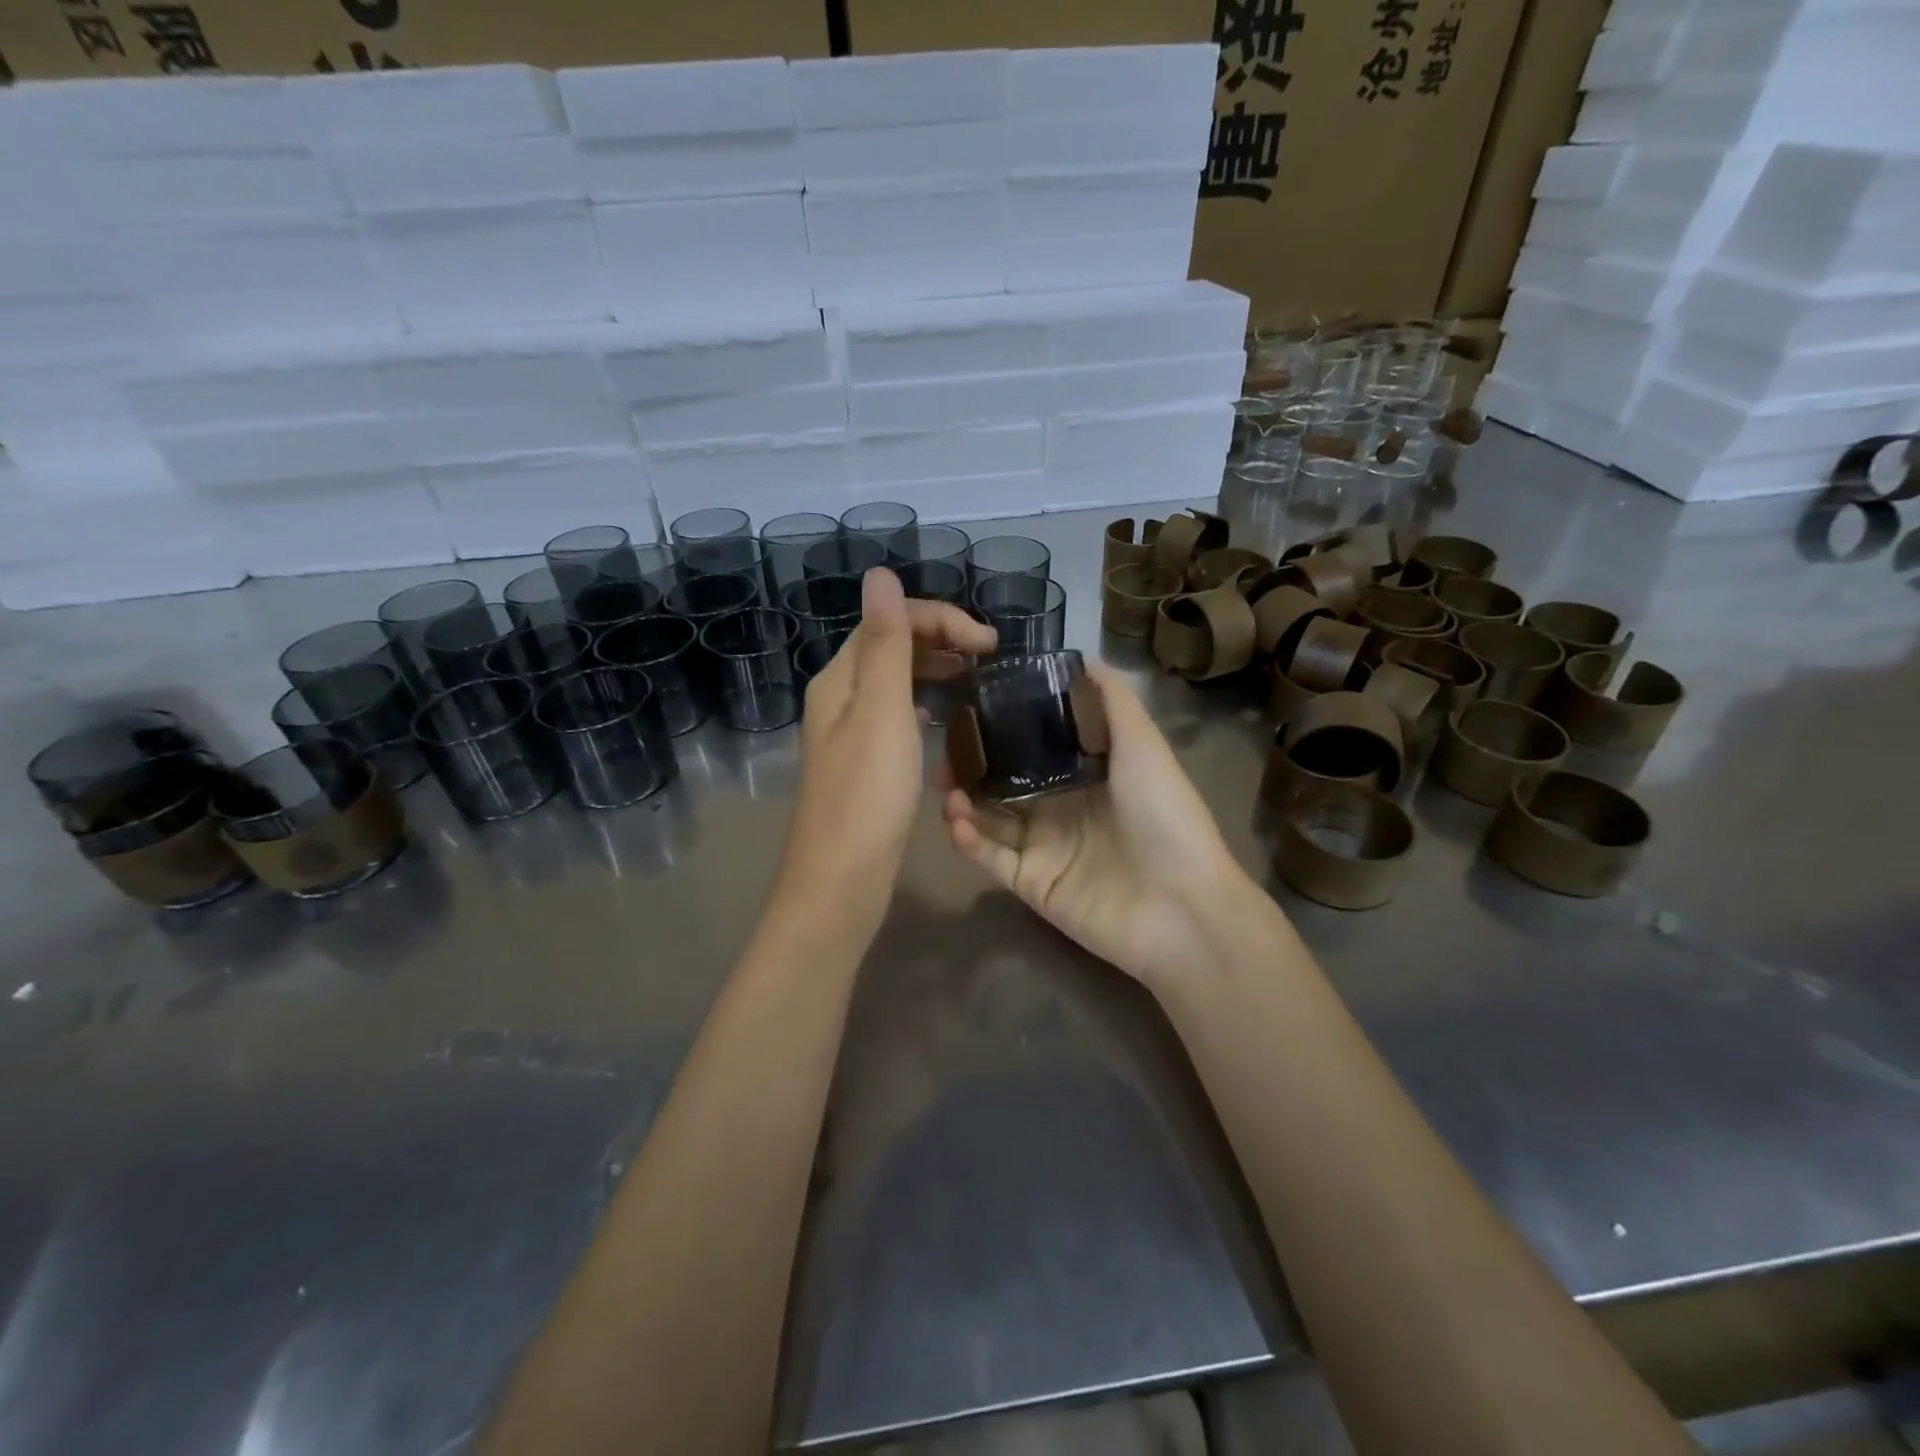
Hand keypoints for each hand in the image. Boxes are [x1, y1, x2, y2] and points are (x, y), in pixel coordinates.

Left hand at [774, 568, 996, 935]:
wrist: (841, 878)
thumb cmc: (866, 795)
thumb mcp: (881, 712)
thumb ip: (886, 644)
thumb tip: (879, 574)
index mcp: (841, 678)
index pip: (889, 619)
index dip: (940, 618)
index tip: (989, 643)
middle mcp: (841, 696)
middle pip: (891, 645)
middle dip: (940, 638)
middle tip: (991, 657)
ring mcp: (853, 730)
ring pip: (897, 679)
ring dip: (935, 667)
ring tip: (977, 677)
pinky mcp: (868, 761)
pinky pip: (899, 713)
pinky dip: (926, 701)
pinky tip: (948, 715)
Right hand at [942, 661, 1258, 991]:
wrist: (1182, 907)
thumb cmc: (1164, 817)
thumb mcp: (1144, 746)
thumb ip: (1113, 702)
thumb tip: (1084, 658)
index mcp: (1086, 776)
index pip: (1033, 749)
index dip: (1001, 732)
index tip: (970, 710)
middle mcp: (1060, 809)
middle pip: (1003, 784)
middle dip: (971, 769)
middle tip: (942, 755)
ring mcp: (1044, 849)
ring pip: (990, 820)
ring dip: (964, 802)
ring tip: (946, 787)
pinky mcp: (1031, 884)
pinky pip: (991, 858)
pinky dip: (969, 840)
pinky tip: (956, 820)